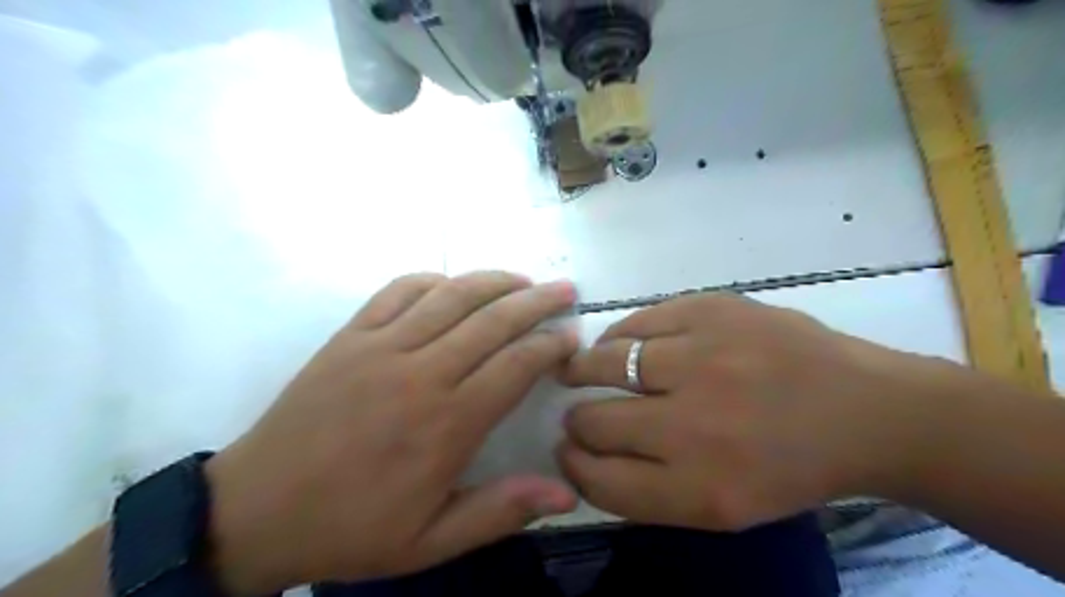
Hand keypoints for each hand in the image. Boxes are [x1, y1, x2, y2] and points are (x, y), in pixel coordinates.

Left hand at [202, 272, 577, 594]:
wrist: (255, 511)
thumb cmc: (350, 528)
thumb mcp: (430, 541)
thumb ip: (500, 511)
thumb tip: (567, 491)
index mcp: (446, 424)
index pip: (516, 365)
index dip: (550, 345)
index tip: (571, 337)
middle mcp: (420, 373)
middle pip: (493, 320)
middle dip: (537, 300)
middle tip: (565, 289)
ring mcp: (381, 347)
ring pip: (451, 296)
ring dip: (494, 281)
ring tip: (523, 278)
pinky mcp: (350, 336)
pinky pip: (398, 291)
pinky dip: (432, 280)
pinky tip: (451, 284)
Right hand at [558, 293, 956, 530]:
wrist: (863, 409)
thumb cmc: (790, 466)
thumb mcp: (723, 508)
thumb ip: (647, 490)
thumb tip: (584, 456)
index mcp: (700, 489)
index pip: (601, 481)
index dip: (574, 465)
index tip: (568, 451)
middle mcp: (693, 424)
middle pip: (593, 422)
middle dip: (576, 422)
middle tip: (578, 414)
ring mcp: (702, 357)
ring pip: (603, 362)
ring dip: (584, 370)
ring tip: (581, 369)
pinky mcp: (710, 310)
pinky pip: (636, 322)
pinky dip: (617, 336)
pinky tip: (620, 344)